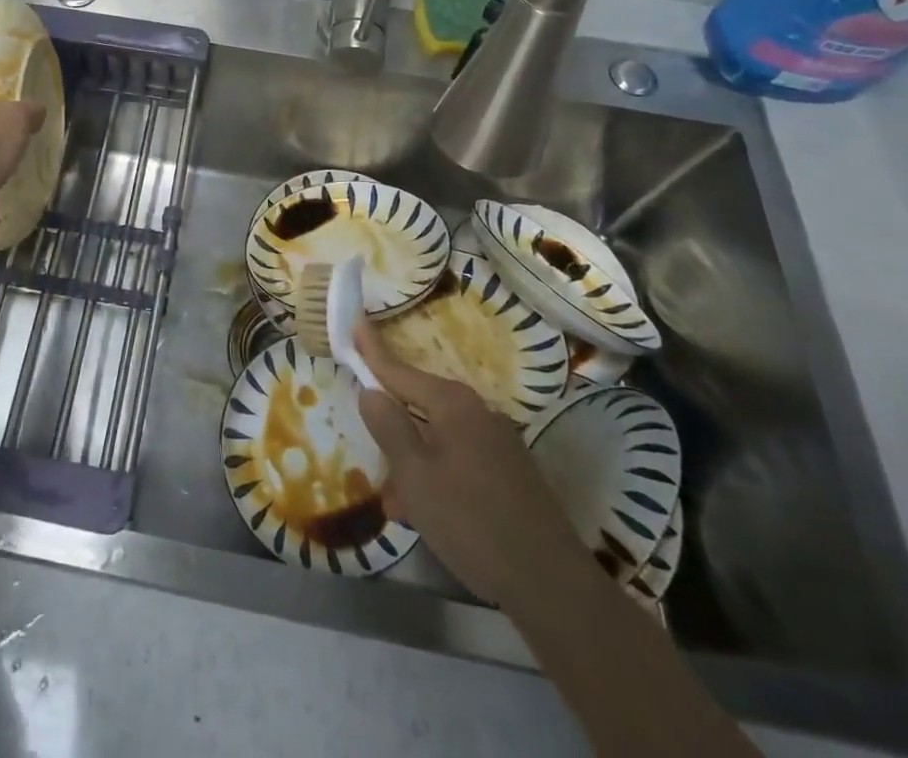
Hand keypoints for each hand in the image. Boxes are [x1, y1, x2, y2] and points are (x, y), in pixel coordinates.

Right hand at [355, 319, 577, 601]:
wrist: (552, 585)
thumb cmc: (471, 521)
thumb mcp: (415, 475)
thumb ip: (389, 427)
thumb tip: (370, 390)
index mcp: (452, 403)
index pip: (399, 369)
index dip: (372, 350)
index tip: (355, 322)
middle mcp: (477, 412)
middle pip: (418, 407)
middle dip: (393, 432)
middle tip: (373, 461)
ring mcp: (498, 442)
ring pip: (437, 440)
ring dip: (413, 466)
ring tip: (400, 509)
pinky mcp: (511, 472)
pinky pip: (459, 461)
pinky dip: (437, 479)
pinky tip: (429, 518)